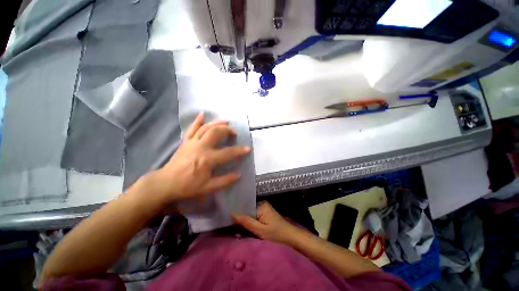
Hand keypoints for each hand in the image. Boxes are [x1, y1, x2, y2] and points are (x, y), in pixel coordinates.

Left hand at [146, 112, 250, 203]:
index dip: (239, 150)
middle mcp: (201, 147)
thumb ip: (224, 181)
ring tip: (226, 122)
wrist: (166, 183)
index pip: (228, 153)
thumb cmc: (188, 186)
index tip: (248, 148)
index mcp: (208, 159)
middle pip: (216, 133)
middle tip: (234, 132)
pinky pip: (192, 128)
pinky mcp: (186, 141)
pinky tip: (203, 114)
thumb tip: (238, 174)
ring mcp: (192, 142)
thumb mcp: (208, 187)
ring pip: (206, 128)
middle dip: (227, 130)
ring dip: (217, 123)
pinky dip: (197, 121)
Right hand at [232, 202, 301, 245]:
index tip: (229, 218)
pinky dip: (251, 220)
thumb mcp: (260, 230)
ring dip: (246, 219)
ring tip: (237, 225)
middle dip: (242, 217)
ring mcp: (264, 207)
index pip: (245, 207)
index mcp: (261, 205)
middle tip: (233, 225)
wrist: (289, 235)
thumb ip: (247, 222)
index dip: (238, 213)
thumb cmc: (276, 233)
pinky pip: (254, 215)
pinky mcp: (265, 212)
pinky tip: (247, 225)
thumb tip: (233, 214)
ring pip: (250, 213)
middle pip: (247, 209)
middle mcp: (262, 203)